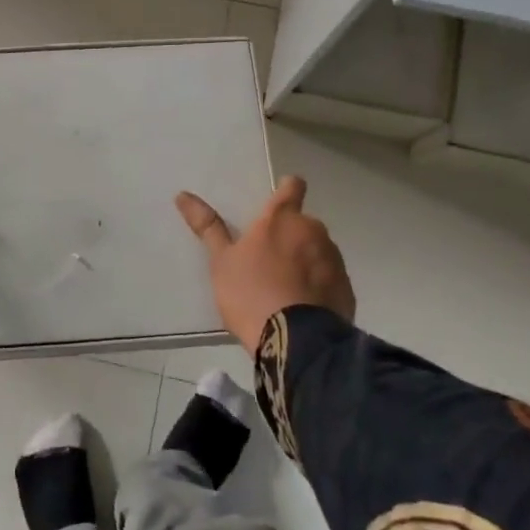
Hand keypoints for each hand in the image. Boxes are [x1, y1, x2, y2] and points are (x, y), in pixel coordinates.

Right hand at [175, 175, 353, 354]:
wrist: (297, 343)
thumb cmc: (251, 293)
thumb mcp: (221, 262)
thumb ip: (207, 227)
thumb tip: (182, 195)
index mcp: (281, 219)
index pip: (292, 186)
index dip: (287, 189)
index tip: (278, 200)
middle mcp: (313, 231)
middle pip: (303, 224)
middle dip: (290, 236)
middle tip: (269, 261)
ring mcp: (334, 259)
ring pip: (318, 251)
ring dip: (305, 261)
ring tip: (285, 290)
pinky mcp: (347, 289)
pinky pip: (330, 279)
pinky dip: (318, 286)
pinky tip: (302, 308)